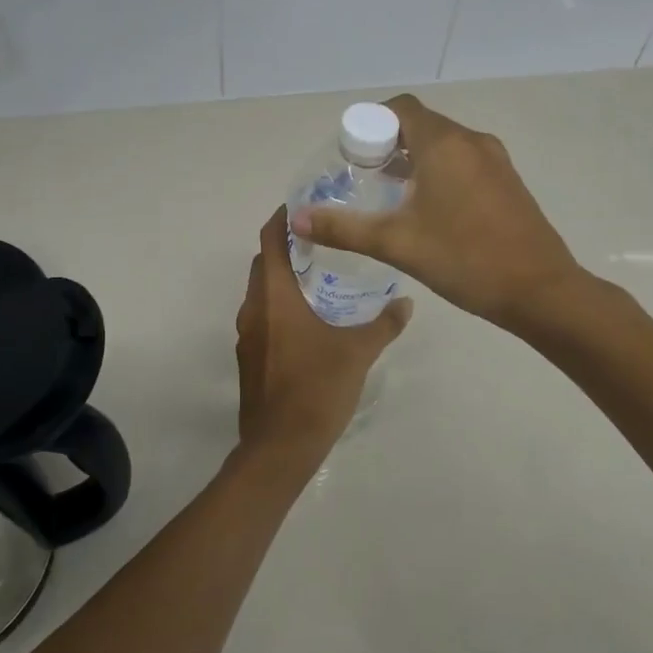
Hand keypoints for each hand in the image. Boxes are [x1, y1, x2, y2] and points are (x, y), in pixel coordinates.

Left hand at [235, 207, 411, 471]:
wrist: (280, 447)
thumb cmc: (317, 389)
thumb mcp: (358, 352)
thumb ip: (383, 324)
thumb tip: (406, 303)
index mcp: (273, 296)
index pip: (270, 239)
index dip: (283, 218)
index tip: (306, 205)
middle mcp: (253, 309)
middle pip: (264, 262)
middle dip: (289, 247)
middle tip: (326, 239)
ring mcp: (247, 335)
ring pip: (262, 292)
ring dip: (284, 278)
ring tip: (323, 275)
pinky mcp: (250, 358)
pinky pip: (263, 317)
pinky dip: (282, 306)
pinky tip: (311, 319)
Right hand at [290, 93, 580, 330]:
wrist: (541, 291)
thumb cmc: (464, 259)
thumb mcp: (396, 244)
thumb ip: (344, 229)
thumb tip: (297, 220)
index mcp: (445, 144)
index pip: (401, 108)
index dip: (371, 123)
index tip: (352, 154)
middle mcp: (472, 141)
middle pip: (422, 124)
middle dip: (389, 143)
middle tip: (364, 177)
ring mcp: (496, 161)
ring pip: (444, 144)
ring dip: (415, 159)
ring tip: (390, 194)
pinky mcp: (508, 182)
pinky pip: (464, 161)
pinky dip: (439, 171)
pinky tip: (428, 210)